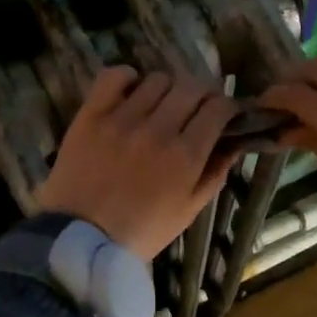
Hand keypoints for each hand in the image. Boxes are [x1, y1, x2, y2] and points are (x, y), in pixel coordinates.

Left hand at [37, 68, 239, 260]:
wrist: (80, 240)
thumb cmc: (141, 231)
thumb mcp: (188, 210)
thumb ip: (215, 173)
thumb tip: (235, 143)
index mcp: (186, 156)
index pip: (219, 108)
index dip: (227, 107)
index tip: (224, 115)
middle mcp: (157, 129)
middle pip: (191, 86)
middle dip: (202, 94)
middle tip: (196, 108)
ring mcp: (122, 119)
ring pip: (157, 80)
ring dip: (167, 90)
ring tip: (161, 105)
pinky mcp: (91, 115)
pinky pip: (115, 76)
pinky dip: (127, 78)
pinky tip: (131, 93)